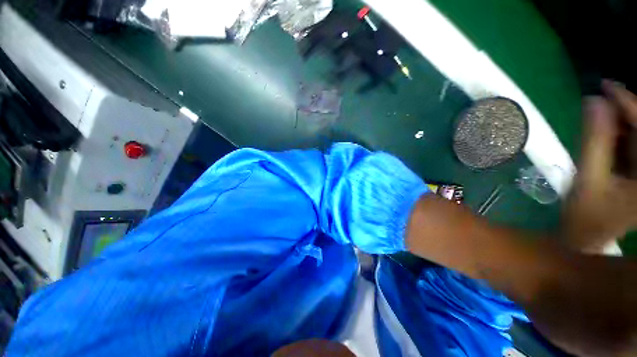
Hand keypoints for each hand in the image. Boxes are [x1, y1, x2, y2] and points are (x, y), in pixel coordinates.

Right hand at [563, 81, 636, 252]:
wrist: (588, 238)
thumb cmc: (587, 217)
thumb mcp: (589, 180)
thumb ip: (594, 141)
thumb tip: (593, 101)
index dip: (628, 104)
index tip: (605, 85)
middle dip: (629, 109)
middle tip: (605, 96)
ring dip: (626, 120)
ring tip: (603, 110)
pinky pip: (636, 144)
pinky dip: (625, 133)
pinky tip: (610, 128)